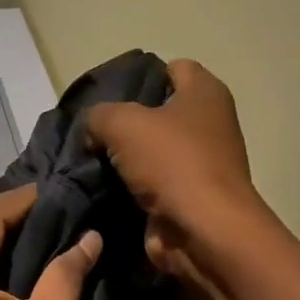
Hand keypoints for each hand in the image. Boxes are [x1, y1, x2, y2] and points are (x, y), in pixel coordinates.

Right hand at [86, 59, 259, 279]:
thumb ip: (98, 115)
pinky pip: (152, 182)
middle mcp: (209, 123)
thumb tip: (92, 129)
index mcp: (205, 93)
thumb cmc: (171, 163)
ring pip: (152, 150)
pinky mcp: (188, 196)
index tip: (108, 95)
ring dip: (125, 157)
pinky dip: (131, 186)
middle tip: (92, 130)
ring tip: (89, 159)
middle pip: (159, 111)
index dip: (141, 77)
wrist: (202, 231)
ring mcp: (201, 163)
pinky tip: (102, 187)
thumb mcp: (122, 123)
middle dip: (126, 120)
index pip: (172, 68)